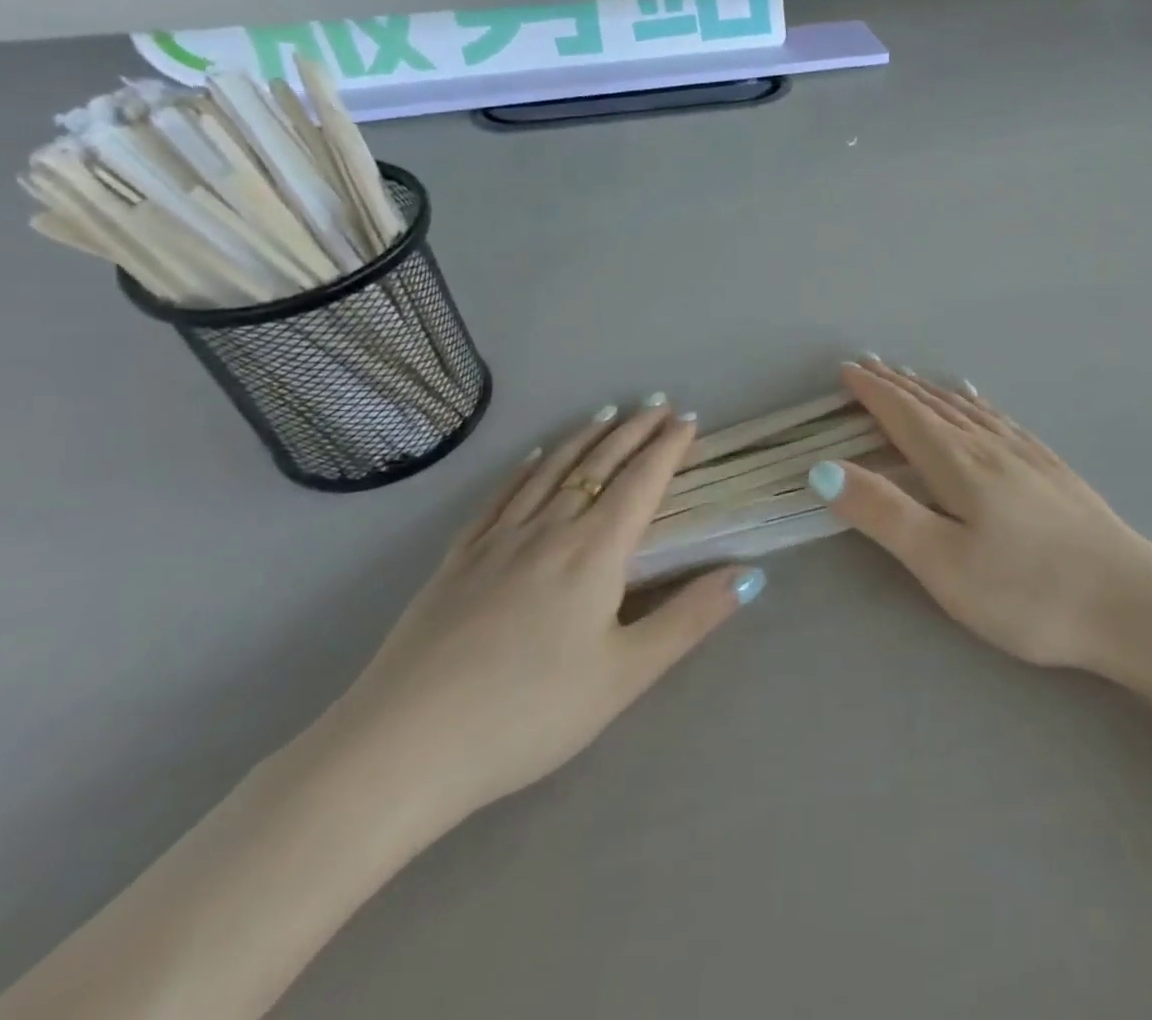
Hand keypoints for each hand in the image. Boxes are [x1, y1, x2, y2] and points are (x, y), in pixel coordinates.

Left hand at [317, 402, 763, 829]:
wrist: (401, 749)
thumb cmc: (528, 714)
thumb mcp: (625, 675)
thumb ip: (690, 619)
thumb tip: (750, 573)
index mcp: (594, 551)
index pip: (641, 482)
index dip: (668, 448)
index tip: (689, 419)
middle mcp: (549, 529)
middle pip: (599, 465)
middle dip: (633, 431)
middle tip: (658, 403)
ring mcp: (497, 540)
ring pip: (550, 471)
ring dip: (585, 438)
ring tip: (608, 415)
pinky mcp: (457, 559)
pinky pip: (500, 497)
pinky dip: (525, 469)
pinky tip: (534, 457)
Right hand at [812, 359, 1151, 677]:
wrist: (1133, 603)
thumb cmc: (1028, 591)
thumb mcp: (942, 562)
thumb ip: (883, 513)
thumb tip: (824, 468)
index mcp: (959, 464)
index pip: (905, 416)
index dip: (873, 392)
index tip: (847, 370)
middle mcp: (991, 447)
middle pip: (936, 406)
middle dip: (898, 386)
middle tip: (870, 366)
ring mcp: (1028, 456)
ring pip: (970, 410)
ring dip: (934, 392)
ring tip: (914, 378)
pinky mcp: (1054, 471)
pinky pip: (1002, 421)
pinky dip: (978, 405)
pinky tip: (983, 407)